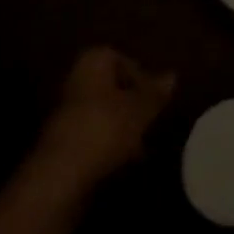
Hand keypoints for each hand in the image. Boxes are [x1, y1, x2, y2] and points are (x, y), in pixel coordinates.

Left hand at [34, 46, 176, 190]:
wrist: (61, 175)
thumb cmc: (106, 128)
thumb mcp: (141, 109)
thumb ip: (156, 92)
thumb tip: (172, 75)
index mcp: (92, 63)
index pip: (119, 58)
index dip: (139, 74)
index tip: (154, 96)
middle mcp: (76, 81)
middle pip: (110, 86)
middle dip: (132, 102)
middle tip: (151, 119)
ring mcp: (67, 113)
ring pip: (103, 111)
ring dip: (123, 124)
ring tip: (142, 144)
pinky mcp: (64, 142)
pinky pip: (94, 134)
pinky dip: (110, 142)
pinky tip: (124, 160)